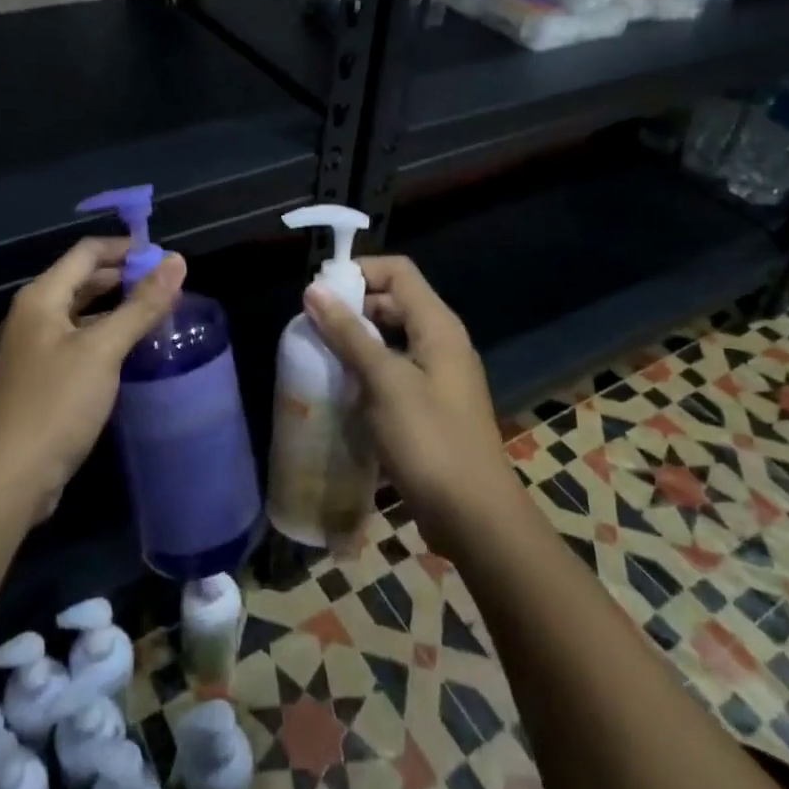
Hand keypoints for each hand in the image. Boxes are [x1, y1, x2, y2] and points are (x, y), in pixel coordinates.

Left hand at [0, 238, 186, 522]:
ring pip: (83, 314)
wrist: (7, 480)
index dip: (126, 249)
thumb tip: (177, 261)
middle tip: (170, 288)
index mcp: (41, 297)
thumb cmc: (54, 405)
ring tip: (160, 315)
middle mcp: (34, 315)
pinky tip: (134, 352)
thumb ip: (141, 305)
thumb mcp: (102, 351)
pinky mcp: (42, 379)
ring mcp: (35, 349)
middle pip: (84, 280)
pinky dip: (107, 337)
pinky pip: (79, 343)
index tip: (167, 260)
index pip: (87, 252)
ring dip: (118, 309)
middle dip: (126, 278)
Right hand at [302, 256, 515, 544]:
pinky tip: (340, 390)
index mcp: (438, 325)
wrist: (475, 517)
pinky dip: (367, 371)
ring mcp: (438, 376)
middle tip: (312, 327)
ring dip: (355, 342)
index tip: (320, 293)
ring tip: (319, 356)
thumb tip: (314, 289)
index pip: (398, 271)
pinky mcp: (430, 406)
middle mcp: (441, 342)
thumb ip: (349, 334)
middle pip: (393, 302)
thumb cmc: (430, 441)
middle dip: (352, 308)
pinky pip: (394, 372)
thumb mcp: (384, 381)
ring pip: (390, 339)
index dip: (359, 272)